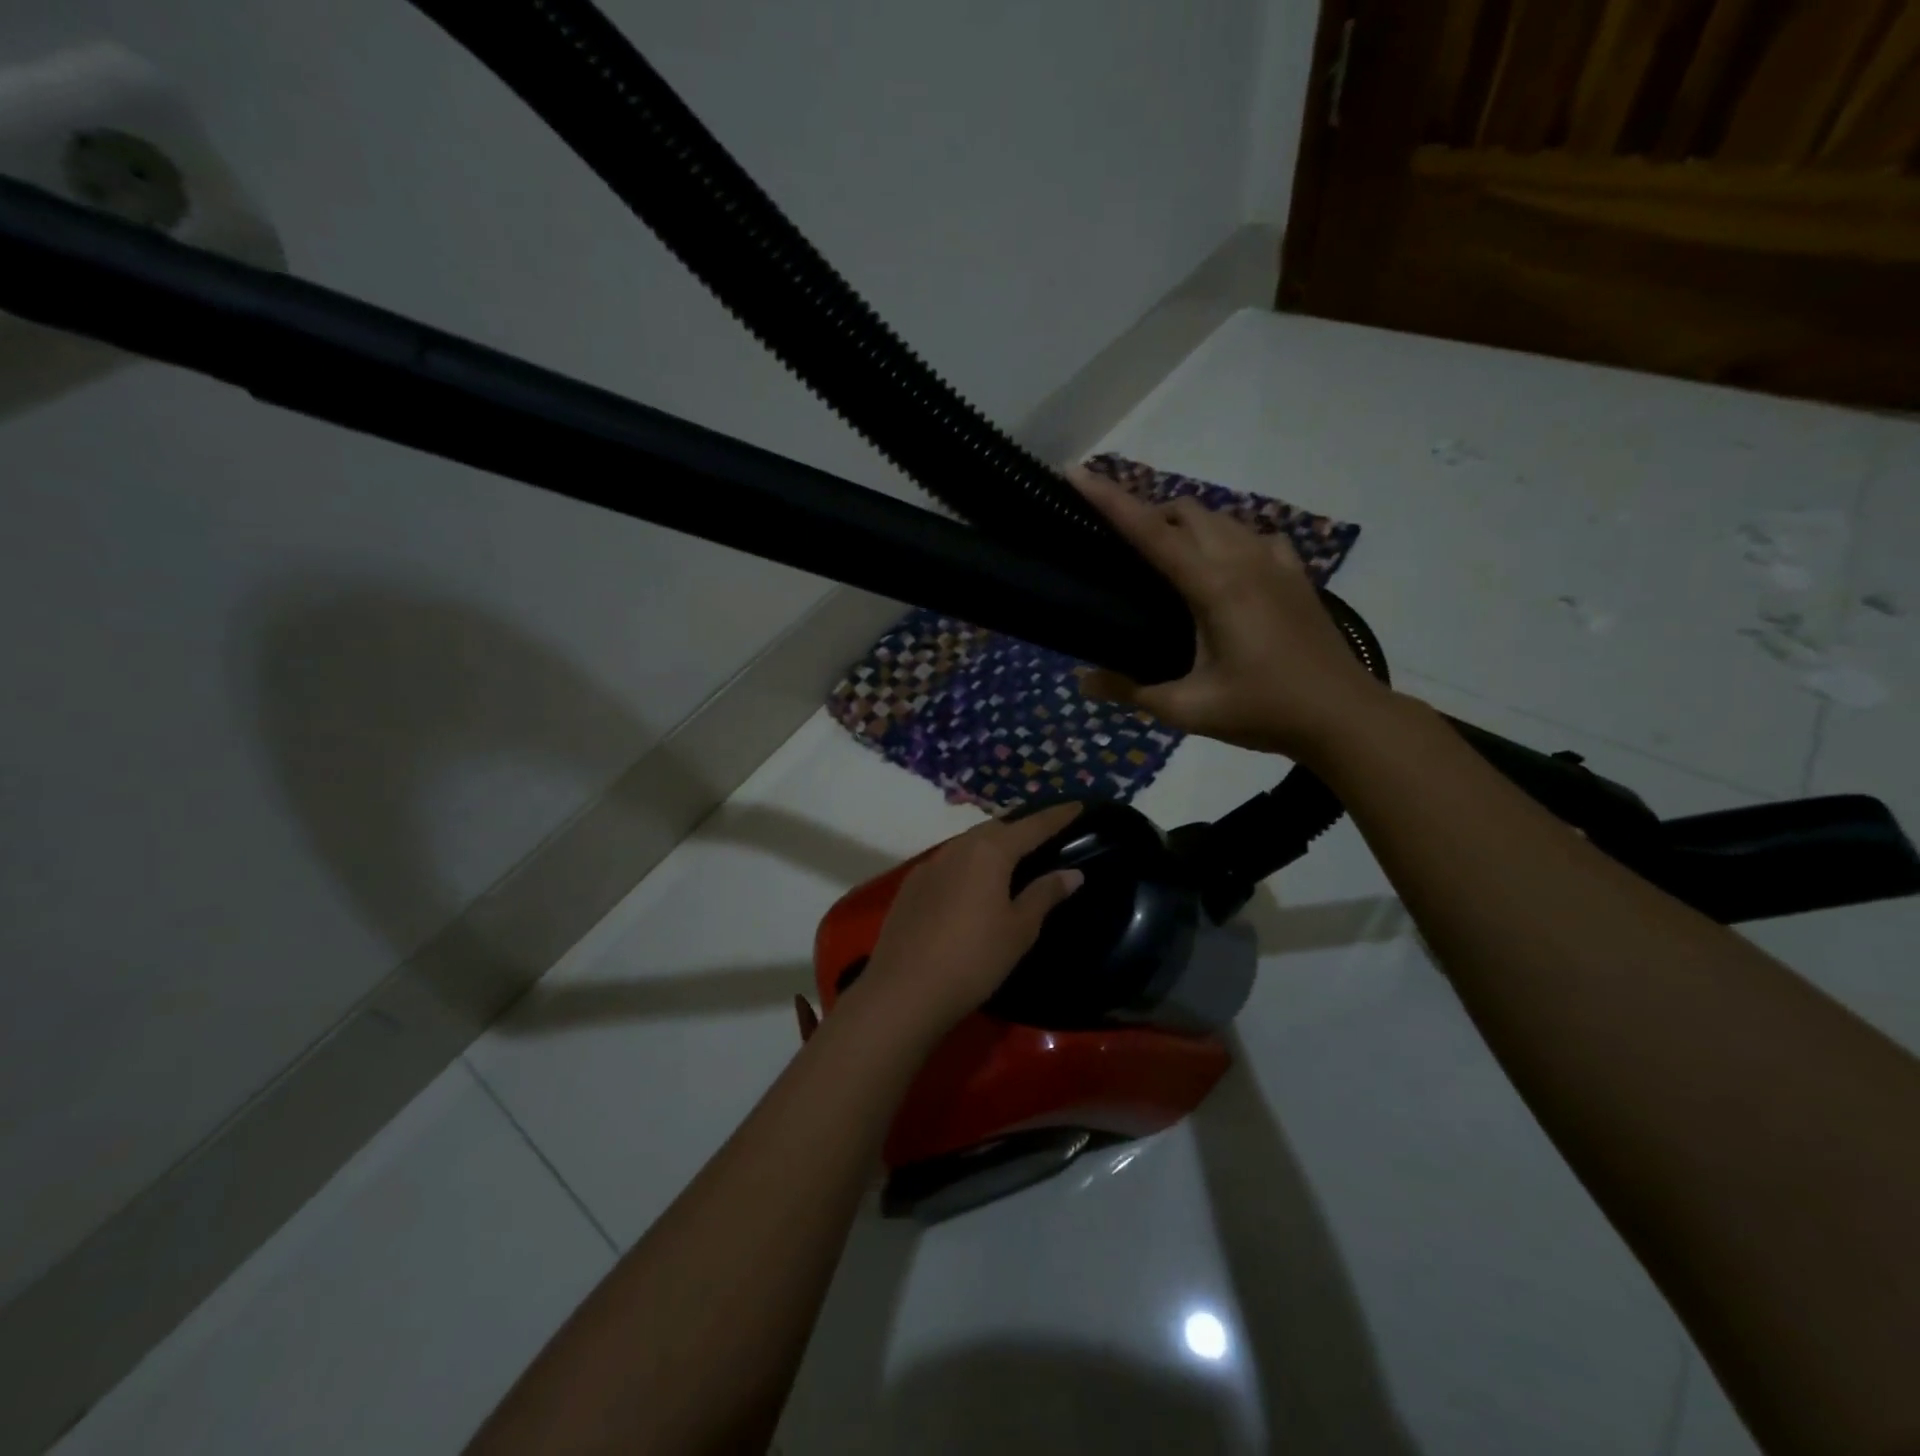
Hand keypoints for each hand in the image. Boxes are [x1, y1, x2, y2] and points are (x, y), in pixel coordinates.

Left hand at [855, 803, 1086, 1038]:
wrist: (904, 990)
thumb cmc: (974, 959)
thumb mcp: (1019, 929)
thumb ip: (1045, 895)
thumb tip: (1072, 873)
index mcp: (989, 852)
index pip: (1032, 826)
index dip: (1057, 816)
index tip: (1077, 805)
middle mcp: (957, 848)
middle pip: (996, 828)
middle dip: (1021, 828)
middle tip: (1043, 836)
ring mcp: (929, 866)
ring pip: (968, 843)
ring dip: (991, 845)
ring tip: (1010, 859)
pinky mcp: (910, 886)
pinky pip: (948, 863)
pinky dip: (967, 865)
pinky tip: (971, 885)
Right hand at [1069, 466, 1389, 759]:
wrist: (1342, 717)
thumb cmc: (1263, 711)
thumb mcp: (1188, 709)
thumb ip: (1131, 691)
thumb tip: (1081, 680)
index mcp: (1213, 586)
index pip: (1150, 532)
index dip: (1110, 500)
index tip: (1077, 474)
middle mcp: (1243, 560)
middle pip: (1185, 511)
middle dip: (1146, 512)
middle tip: (1118, 544)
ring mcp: (1274, 562)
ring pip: (1220, 517)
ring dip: (1184, 524)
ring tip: (1162, 556)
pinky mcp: (1294, 573)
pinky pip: (1252, 535)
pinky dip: (1225, 538)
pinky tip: (1222, 567)